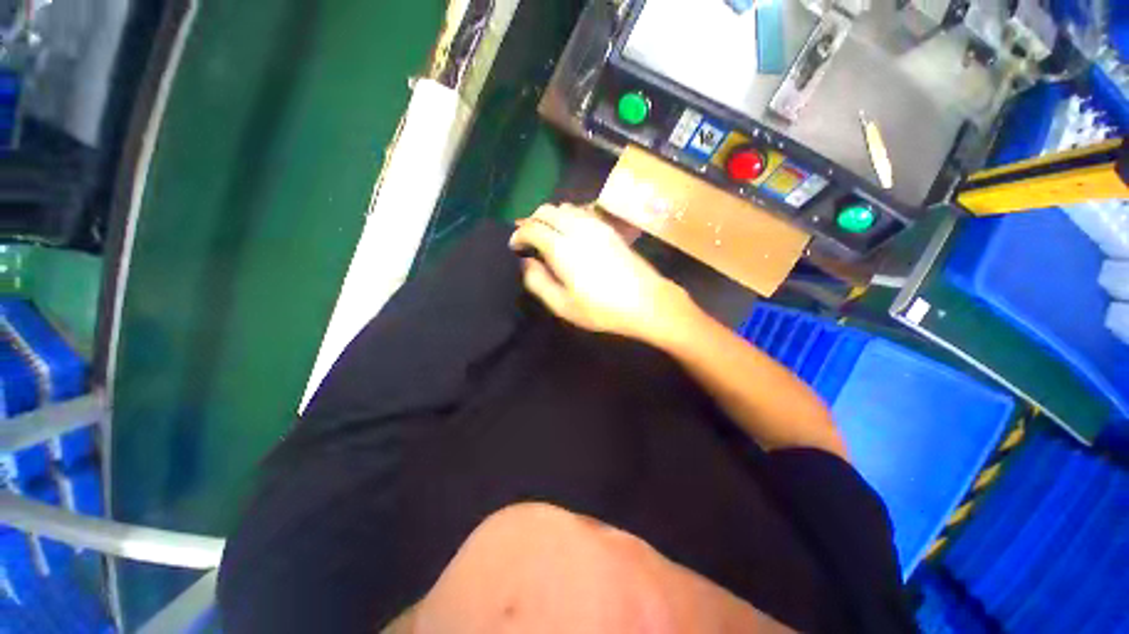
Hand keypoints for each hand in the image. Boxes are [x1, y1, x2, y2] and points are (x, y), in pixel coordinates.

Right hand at [509, 204, 693, 342]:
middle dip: (531, 220)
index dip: (518, 234)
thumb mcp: (563, 305)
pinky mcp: (609, 228)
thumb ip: (538, 282)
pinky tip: (570, 232)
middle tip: (528, 239)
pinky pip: (581, 211)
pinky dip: (568, 216)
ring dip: (550, 216)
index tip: (515, 246)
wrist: (647, 302)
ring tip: (547, 235)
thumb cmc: (602, 309)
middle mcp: (577, 228)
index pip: (532, 227)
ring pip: (564, 207)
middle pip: (546, 210)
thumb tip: (526, 262)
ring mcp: (596, 225)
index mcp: (562, 248)